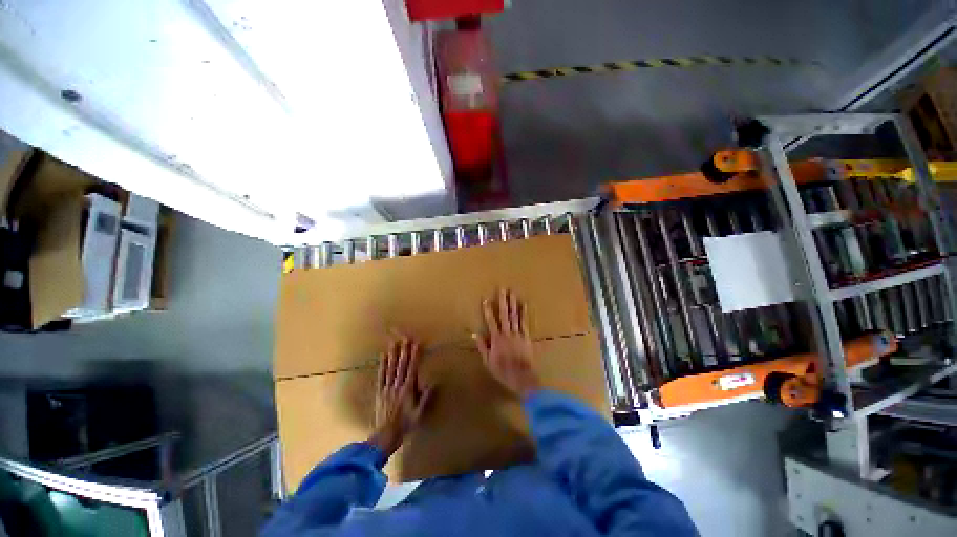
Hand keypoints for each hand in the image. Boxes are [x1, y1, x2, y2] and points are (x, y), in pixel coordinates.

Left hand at [368, 335, 431, 456]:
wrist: (385, 435)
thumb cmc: (405, 424)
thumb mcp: (419, 412)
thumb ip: (426, 397)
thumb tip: (433, 382)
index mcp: (408, 389)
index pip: (412, 368)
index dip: (414, 355)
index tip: (416, 344)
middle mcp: (397, 385)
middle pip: (401, 365)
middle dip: (404, 350)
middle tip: (406, 338)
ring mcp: (387, 388)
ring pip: (391, 368)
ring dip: (393, 354)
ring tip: (394, 342)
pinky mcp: (379, 391)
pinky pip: (381, 376)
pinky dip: (382, 365)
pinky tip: (383, 356)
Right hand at [473, 289, 540, 397]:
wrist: (522, 377)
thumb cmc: (503, 370)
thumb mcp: (488, 361)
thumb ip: (482, 346)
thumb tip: (475, 334)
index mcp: (496, 339)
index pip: (491, 321)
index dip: (488, 310)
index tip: (486, 299)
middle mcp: (507, 333)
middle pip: (504, 314)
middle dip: (503, 301)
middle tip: (502, 289)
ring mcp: (518, 334)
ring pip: (514, 316)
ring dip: (513, 303)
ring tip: (512, 293)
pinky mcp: (526, 337)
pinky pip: (525, 323)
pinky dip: (524, 313)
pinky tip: (524, 304)